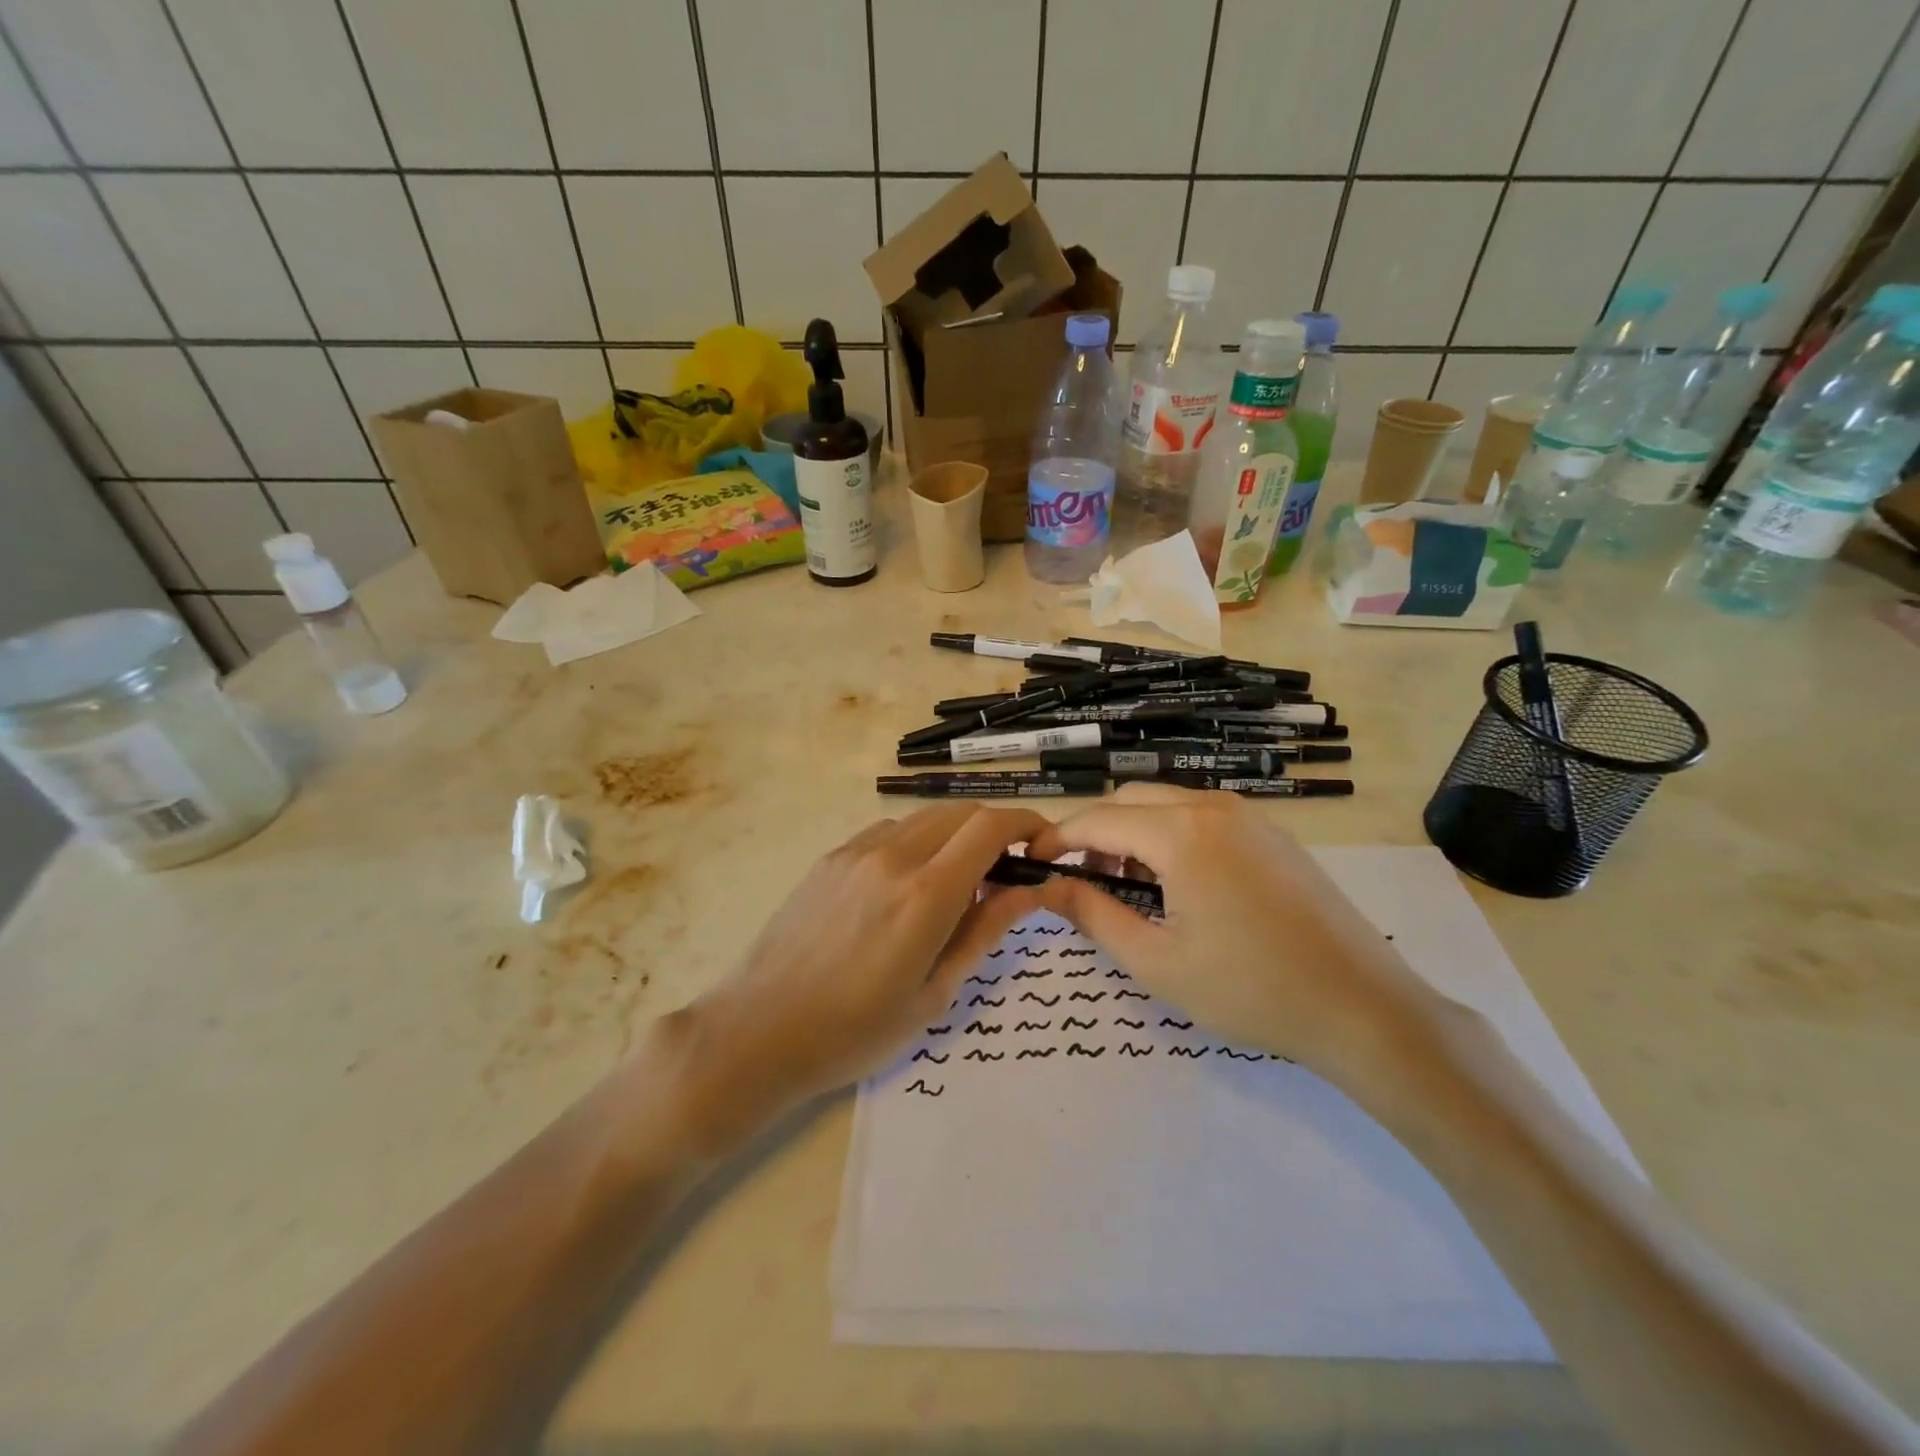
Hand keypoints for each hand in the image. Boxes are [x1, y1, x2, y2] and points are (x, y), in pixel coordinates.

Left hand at [673, 804, 1049, 1146]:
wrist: (758, 1031)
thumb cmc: (855, 1031)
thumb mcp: (934, 994)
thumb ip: (984, 932)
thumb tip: (1029, 890)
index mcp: (925, 894)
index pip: (990, 827)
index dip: (1027, 826)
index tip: (1043, 846)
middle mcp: (893, 856)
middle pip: (961, 812)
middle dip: (994, 831)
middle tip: (1004, 873)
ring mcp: (856, 851)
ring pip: (925, 818)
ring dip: (954, 836)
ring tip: (954, 886)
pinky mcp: (830, 857)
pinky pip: (889, 831)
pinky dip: (916, 842)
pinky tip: (907, 886)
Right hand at [1026, 783, 1442, 1076]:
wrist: (1364, 1008)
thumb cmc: (1250, 990)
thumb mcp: (1156, 962)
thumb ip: (1093, 915)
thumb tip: (1047, 888)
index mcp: (1181, 833)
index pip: (1098, 819)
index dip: (1057, 839)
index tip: (1031, 863)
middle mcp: (1213, 807)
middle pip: (1131, 800)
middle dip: (1095, 832)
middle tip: (1080, 881)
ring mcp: (1250, 816)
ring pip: (1168, 804)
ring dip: (1134, 833)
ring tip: (1127, 887)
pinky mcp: (1273, 835)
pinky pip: (1203, 817)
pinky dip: (1171, 836)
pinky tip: (1179, 884)